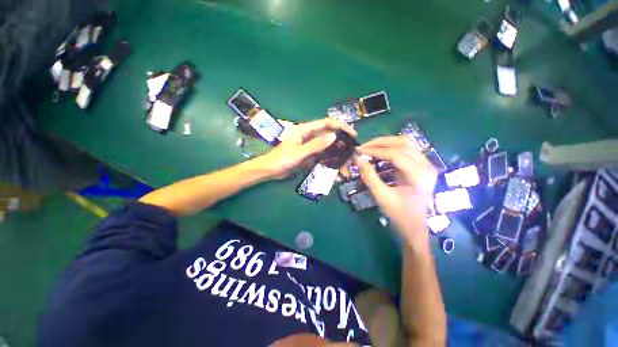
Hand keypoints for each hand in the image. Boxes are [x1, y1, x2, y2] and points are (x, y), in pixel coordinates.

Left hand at [255, 118, 356, 178]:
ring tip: (347, 160)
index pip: (326, 123)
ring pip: (326, 146)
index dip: (340, 126)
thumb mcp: (299, 152)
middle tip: (352, 149)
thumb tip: (333, 135)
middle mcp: (308, 136)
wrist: (270, 171)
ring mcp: (309, 146)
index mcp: (304, 130)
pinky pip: (321, 155)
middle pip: (328, 134)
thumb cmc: (281, 160)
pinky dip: (329, 160)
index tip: (352, 133)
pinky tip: (336, 166)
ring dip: (336, 152)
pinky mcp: (309, 155)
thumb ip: (315, 145)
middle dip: (340, 140)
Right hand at [355, 136, 437, 253]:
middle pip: (403, 143)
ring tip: (370, 148)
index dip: (375, 150)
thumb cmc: (399, 214)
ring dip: (386, 143)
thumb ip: (369, 177)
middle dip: (380, 143)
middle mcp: (427, 166)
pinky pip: (407, 150)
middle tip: (363, 147)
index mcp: (419, 176)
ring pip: (406, 143)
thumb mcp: (382, 197)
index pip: (396, 154)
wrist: (415, 227)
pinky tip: (380, 153)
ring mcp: (427, 164)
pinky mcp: (422, 166)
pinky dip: (391, 148)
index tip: (359, 150)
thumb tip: (358, 159)